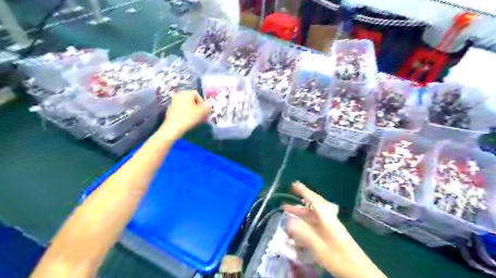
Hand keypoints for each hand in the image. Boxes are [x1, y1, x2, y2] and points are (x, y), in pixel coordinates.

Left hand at [161, 90, 210, 138]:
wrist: (173, 127)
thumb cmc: (189, 118)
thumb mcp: (202, 112)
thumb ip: (207, 106)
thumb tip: (210, 104)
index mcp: (187, 93)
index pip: (197, 94)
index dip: (202, 102)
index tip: (204, 111)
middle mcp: (179, 94)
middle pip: (191, 99)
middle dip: (197, 106)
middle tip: (201, 114)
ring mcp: (173, 101)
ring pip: (186, 104)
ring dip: (191, 109)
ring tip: (194, 118)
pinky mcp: (170, 108)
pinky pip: (180, 108)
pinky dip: (184, 112)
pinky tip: (186, 119)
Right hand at [282, 181, 387, 276]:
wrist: (361, 272)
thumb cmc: (340, 259)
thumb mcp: (321, 248)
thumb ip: (305, 234)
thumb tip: (290, 221)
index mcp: (328, 220)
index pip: (315, 201)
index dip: (304, 192)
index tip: (294, 185)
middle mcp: (330, 220)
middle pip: (316, 204)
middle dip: (303, 197)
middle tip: (291, 194)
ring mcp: (331, 226)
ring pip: (315, 213)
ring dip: (302, 210)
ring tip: (288, 211)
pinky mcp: (332, 233)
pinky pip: (317, 221)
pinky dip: (307, 219)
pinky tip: (300, 224)